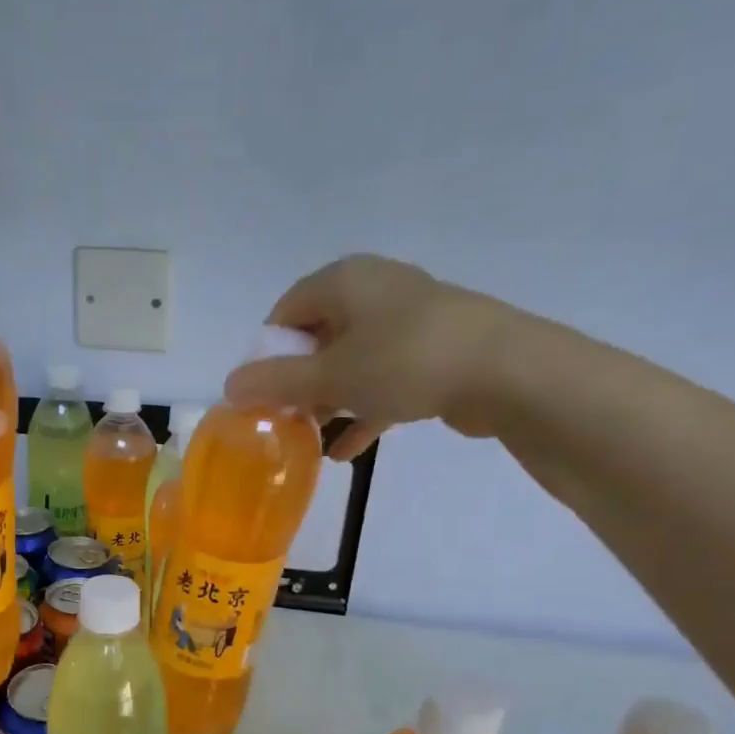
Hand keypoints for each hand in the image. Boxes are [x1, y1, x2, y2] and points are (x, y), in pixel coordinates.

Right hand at [225, 254, 533, 458]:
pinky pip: (384, 380)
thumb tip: (229, 386)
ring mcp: (408, 322)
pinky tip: (346, 452)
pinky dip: (364, 410)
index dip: (267, 353)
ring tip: (310, 440)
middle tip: (284, 420)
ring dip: (330, 402)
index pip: (286, 311)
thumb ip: (275, 383)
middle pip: (319, 337)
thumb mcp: (329, 377)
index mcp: (345, 281)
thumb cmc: (403, 362)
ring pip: (352, 362)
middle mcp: (375, 292)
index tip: (261, 393)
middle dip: (298, 383)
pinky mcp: (434, 353)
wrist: (505, 372)